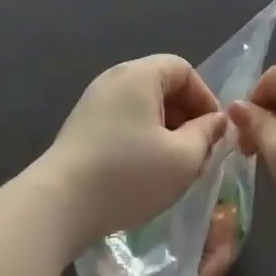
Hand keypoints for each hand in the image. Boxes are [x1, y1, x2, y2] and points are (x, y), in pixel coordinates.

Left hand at [38, 55, 226, 253]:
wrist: (58, 206)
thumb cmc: (128, 174)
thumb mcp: (182, 158)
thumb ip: (207, 134)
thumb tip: (216, 122)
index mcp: (139, 75)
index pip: (183, 70)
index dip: (205, 98)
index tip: (215, 132)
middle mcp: (114, 79)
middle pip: (162, 86)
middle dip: (187, 117)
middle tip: (200, 152)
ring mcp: (93, 103)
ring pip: (143, 107)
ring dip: (166, 131)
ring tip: (175, 167)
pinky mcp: (81, 128)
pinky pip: (123, 122)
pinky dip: (142, 139)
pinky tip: (145, 173)